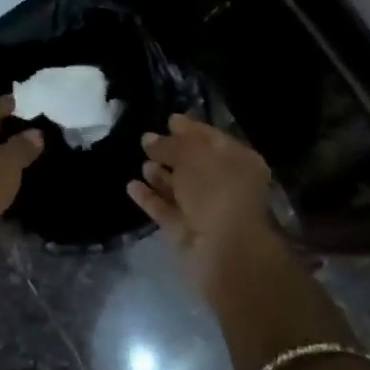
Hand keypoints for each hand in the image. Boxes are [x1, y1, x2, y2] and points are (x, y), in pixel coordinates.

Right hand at [127, 114, 278, 289]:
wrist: (224, 251)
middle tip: (146, 141)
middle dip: (172, 153)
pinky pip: (165, 210)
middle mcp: (225, 185)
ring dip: (160, 176)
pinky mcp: (186, 232)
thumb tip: (149, 139)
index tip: (168, 119)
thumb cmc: (216, 190)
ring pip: (179, 189)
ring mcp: (205, 211)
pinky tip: (131, 186)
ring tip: (141, 162)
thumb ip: (169, 145)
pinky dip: (150, 198)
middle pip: (195, 165)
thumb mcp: (192, 155)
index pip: (212, 138)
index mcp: (239, 161)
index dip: (190, 129)